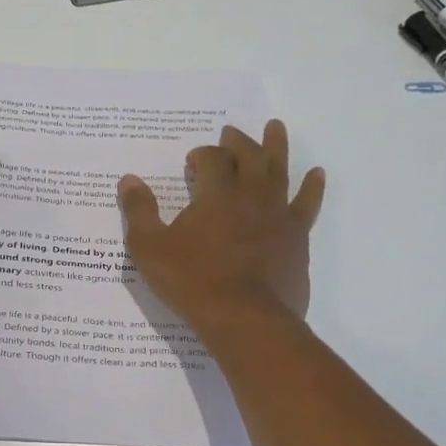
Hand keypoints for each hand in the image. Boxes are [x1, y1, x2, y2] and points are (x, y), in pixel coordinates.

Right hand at [118, 120, 325, 326]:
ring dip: (276, 146)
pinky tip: (317, 174)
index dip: (201, 154)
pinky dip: (312, 186)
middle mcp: (251, 195)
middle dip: (237, 142)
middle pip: (248, 156)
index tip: (192, 161)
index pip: (211, 159)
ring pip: (280, 170)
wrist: (245, 318)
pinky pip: (307, 203)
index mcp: (216, 194)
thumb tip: (128, 179)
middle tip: (230, 132)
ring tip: (276, 127)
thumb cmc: (192, 281)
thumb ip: (139, 211)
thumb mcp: (150, 247)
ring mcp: (279, 215)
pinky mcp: (297, 237)